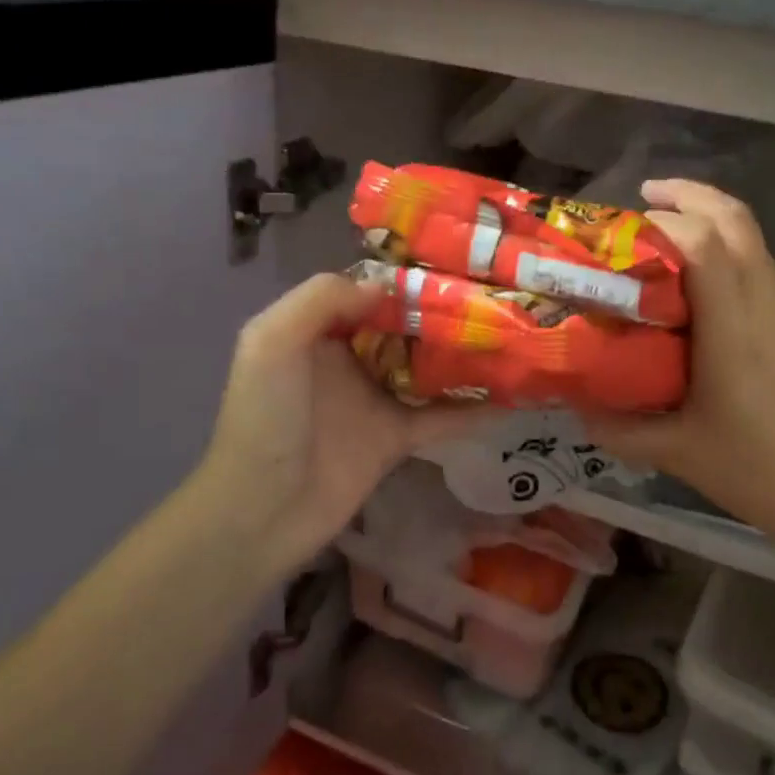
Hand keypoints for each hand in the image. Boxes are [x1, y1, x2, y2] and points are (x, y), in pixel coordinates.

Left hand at [194, 273, 488, 580]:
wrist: (263, 509)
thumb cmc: (264, 418)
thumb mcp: (272, 341)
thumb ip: (321, 300)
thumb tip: (387, 288)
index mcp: (319, 331)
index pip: (368, 292)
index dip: (405, 278)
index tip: (453, 265)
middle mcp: (351, 359)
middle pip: (405, 326)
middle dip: (444, 311)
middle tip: (495, 296)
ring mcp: (376, 399)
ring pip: (428, 367)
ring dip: (463, 354)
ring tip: (511, 333)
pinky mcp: (396, 438)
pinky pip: (440, 417)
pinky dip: (473, 409)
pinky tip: (512, 396)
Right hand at [585, 181, 774, 565]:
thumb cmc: (762, 472)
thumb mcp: (679, 454)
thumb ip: (620, 429)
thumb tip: (576, 408)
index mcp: (736, 329)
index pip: (705, 244)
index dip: (663, 221)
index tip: (622, 225)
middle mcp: (768, 305)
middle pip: (737, 222)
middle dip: (692, 196)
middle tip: (646, 198)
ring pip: (754, 242)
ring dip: (712, 222)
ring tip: (666, 236)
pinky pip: (762, 270)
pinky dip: (728, 255)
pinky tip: (701, 291)